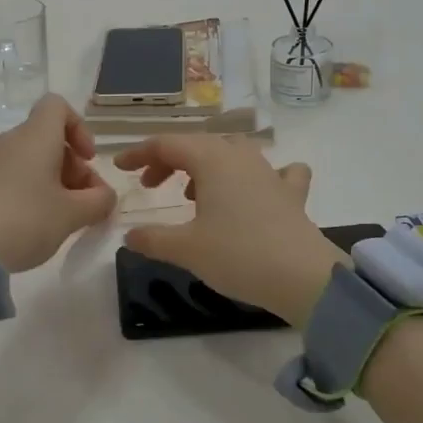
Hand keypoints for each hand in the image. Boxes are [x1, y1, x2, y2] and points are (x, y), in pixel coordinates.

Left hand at [0, 94, 116, 272]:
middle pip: (49, 138)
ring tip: (67, 219)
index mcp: (35, 136)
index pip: (57, 106)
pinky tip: (40, 225)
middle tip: (87, 202)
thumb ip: (99, 201)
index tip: (88, 159)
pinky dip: (35, 193)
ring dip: (57, 183)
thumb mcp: (72, 214)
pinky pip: (17, 177)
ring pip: (34, 160)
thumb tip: (105, 196)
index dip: (79, 127)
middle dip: (75, 166)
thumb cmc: (24, 220)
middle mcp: (12, 142)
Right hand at [113, 135, 346, 327]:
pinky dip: (259, 176)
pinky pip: (275, 172)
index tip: (119, 168)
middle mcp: (241, 157)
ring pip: (232, 152)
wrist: (303, 277)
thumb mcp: (186, 249)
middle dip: (169, 160)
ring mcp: (269, 172)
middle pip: (198, 144)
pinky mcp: (291, 194)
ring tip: (192, 192)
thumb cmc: (238, 255)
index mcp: (212, 160)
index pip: (167, 144)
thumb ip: (153, 239)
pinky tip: (258, 189)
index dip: (139, 153)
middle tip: (151, 185)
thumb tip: (129, 235)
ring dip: (206, 165)